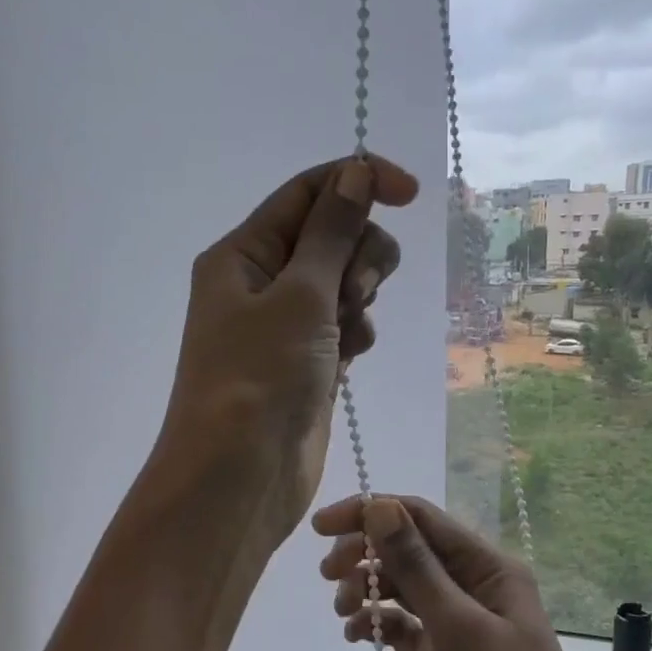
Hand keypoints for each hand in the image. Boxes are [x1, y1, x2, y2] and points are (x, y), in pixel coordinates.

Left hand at [153, 156, 418, 550]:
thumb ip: (332, 232)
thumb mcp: (299, 295)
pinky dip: (355, 333)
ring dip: (359, 298)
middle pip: (332, 235)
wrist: (239, 477)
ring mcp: (283, 325)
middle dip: (359, 255)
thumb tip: (354, 173)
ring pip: (344, 281)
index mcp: (243, 254)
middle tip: (352, 293)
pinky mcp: (306, 361)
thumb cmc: (260, 377)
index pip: (308, 193)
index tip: (412, 194)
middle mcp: (259, 282)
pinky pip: (345, 324)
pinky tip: (350, 359)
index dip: (360, 181)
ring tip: (345, 336)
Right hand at [314, 494, 607, 650]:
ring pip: (398, 586)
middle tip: (328, 575)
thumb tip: (379, 506)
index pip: (420, 518)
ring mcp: (451, 624)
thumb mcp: (459, 625)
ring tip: (344, 613)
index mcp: (486, 567)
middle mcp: (469, 587)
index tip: (322, 527)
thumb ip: (416, 564)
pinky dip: (373, 623)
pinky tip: (355, 637)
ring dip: (365, 589)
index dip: (370, 512)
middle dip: (364, 554)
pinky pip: (396, 625)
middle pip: (405, 549)